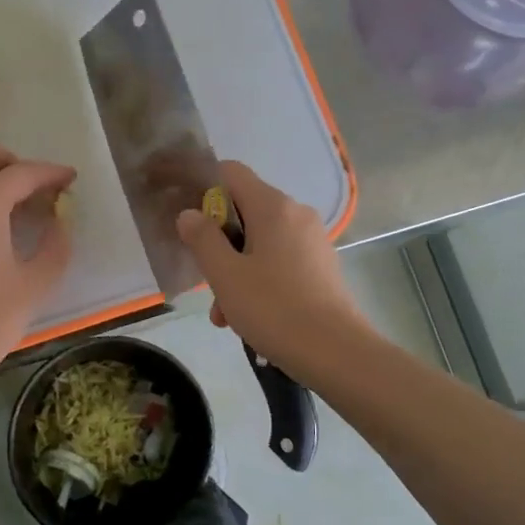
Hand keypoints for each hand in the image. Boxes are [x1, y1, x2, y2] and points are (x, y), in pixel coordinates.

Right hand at [175, 160, 364, 377]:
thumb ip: (202, 239)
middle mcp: (296, 214)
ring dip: (235, 271)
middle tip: (204, 281)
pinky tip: (249, 318)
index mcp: (273, 207)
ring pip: (260, 242)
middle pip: (244, 211)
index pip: (231, 172)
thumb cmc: (274, 309)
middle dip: (218, 243)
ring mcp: (312, 241)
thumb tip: (189, 214)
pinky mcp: (321, 267)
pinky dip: (259, 280)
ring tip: (224, 316)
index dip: (203, 187)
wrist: (336, 352)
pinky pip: (279, 261)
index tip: (188, 220)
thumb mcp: (225, 275)